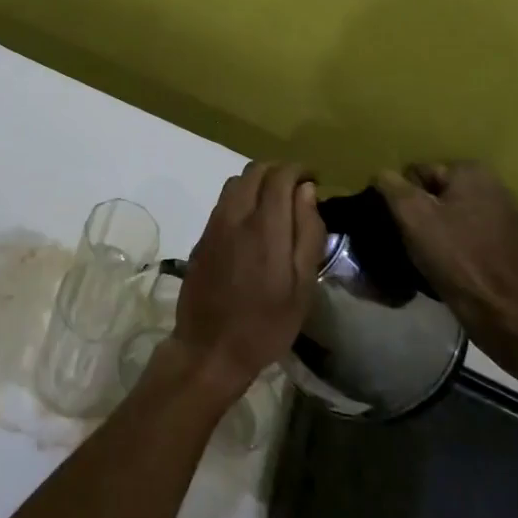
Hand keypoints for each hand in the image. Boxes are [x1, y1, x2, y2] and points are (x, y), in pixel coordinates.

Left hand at [172, 161, 327, 402]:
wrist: (210, 347)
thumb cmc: (266, 324)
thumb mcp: (302, 287)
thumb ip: (307, 234)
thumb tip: (307, 192)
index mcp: (264, 227)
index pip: (279, 176)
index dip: (299, 170)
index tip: (314, 179)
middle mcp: (235, 216)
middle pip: (254, 170)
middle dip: (279, 170)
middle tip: (298, 188)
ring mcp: (214, 224)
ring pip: (235, 182)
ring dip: (258, 181)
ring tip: (277, 203)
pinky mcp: (203, 236)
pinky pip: (223, 201)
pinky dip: (242, 196)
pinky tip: (254, 220)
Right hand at [375, 162, 517, 346]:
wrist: (499, 310)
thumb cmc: (453, 255)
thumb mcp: (410, 214)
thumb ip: (391, 185)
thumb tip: (382, 175)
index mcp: (472, 173)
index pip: (419, 173)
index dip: (403, 198)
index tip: (403, 224)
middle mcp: (496, 187)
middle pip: (437, 194)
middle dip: (423, 212)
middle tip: (412, 238)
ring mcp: (509, 218)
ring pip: (455, 215)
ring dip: (440, 229)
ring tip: (430, 254)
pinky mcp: (514, 245)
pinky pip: (472, 236)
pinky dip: (459, 245)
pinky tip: (452, 264)